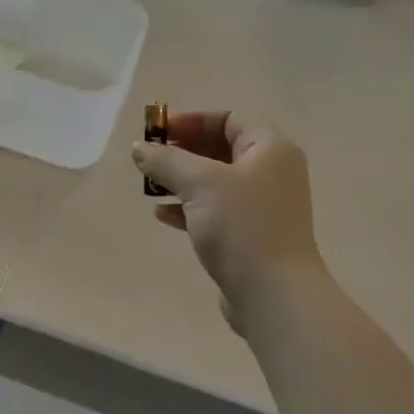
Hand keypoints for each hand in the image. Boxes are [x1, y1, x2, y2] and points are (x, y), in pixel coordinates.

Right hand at [132, 112, 328, 329]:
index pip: (228, 119)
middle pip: (220, 149)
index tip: (157, 133)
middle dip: (181, 152)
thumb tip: (140, 149)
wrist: (274, 294)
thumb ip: (166, 160)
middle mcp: (272, 172)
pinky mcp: (251, 235)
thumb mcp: (199, 183)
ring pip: (214, 182)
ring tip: (150, 188)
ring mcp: (263, 206)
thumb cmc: (241, 226)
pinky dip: (189, 207)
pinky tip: (163, 215)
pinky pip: (215, 210)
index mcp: (270, 149)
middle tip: (149, 160)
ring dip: (181, 181)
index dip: (190, 121)